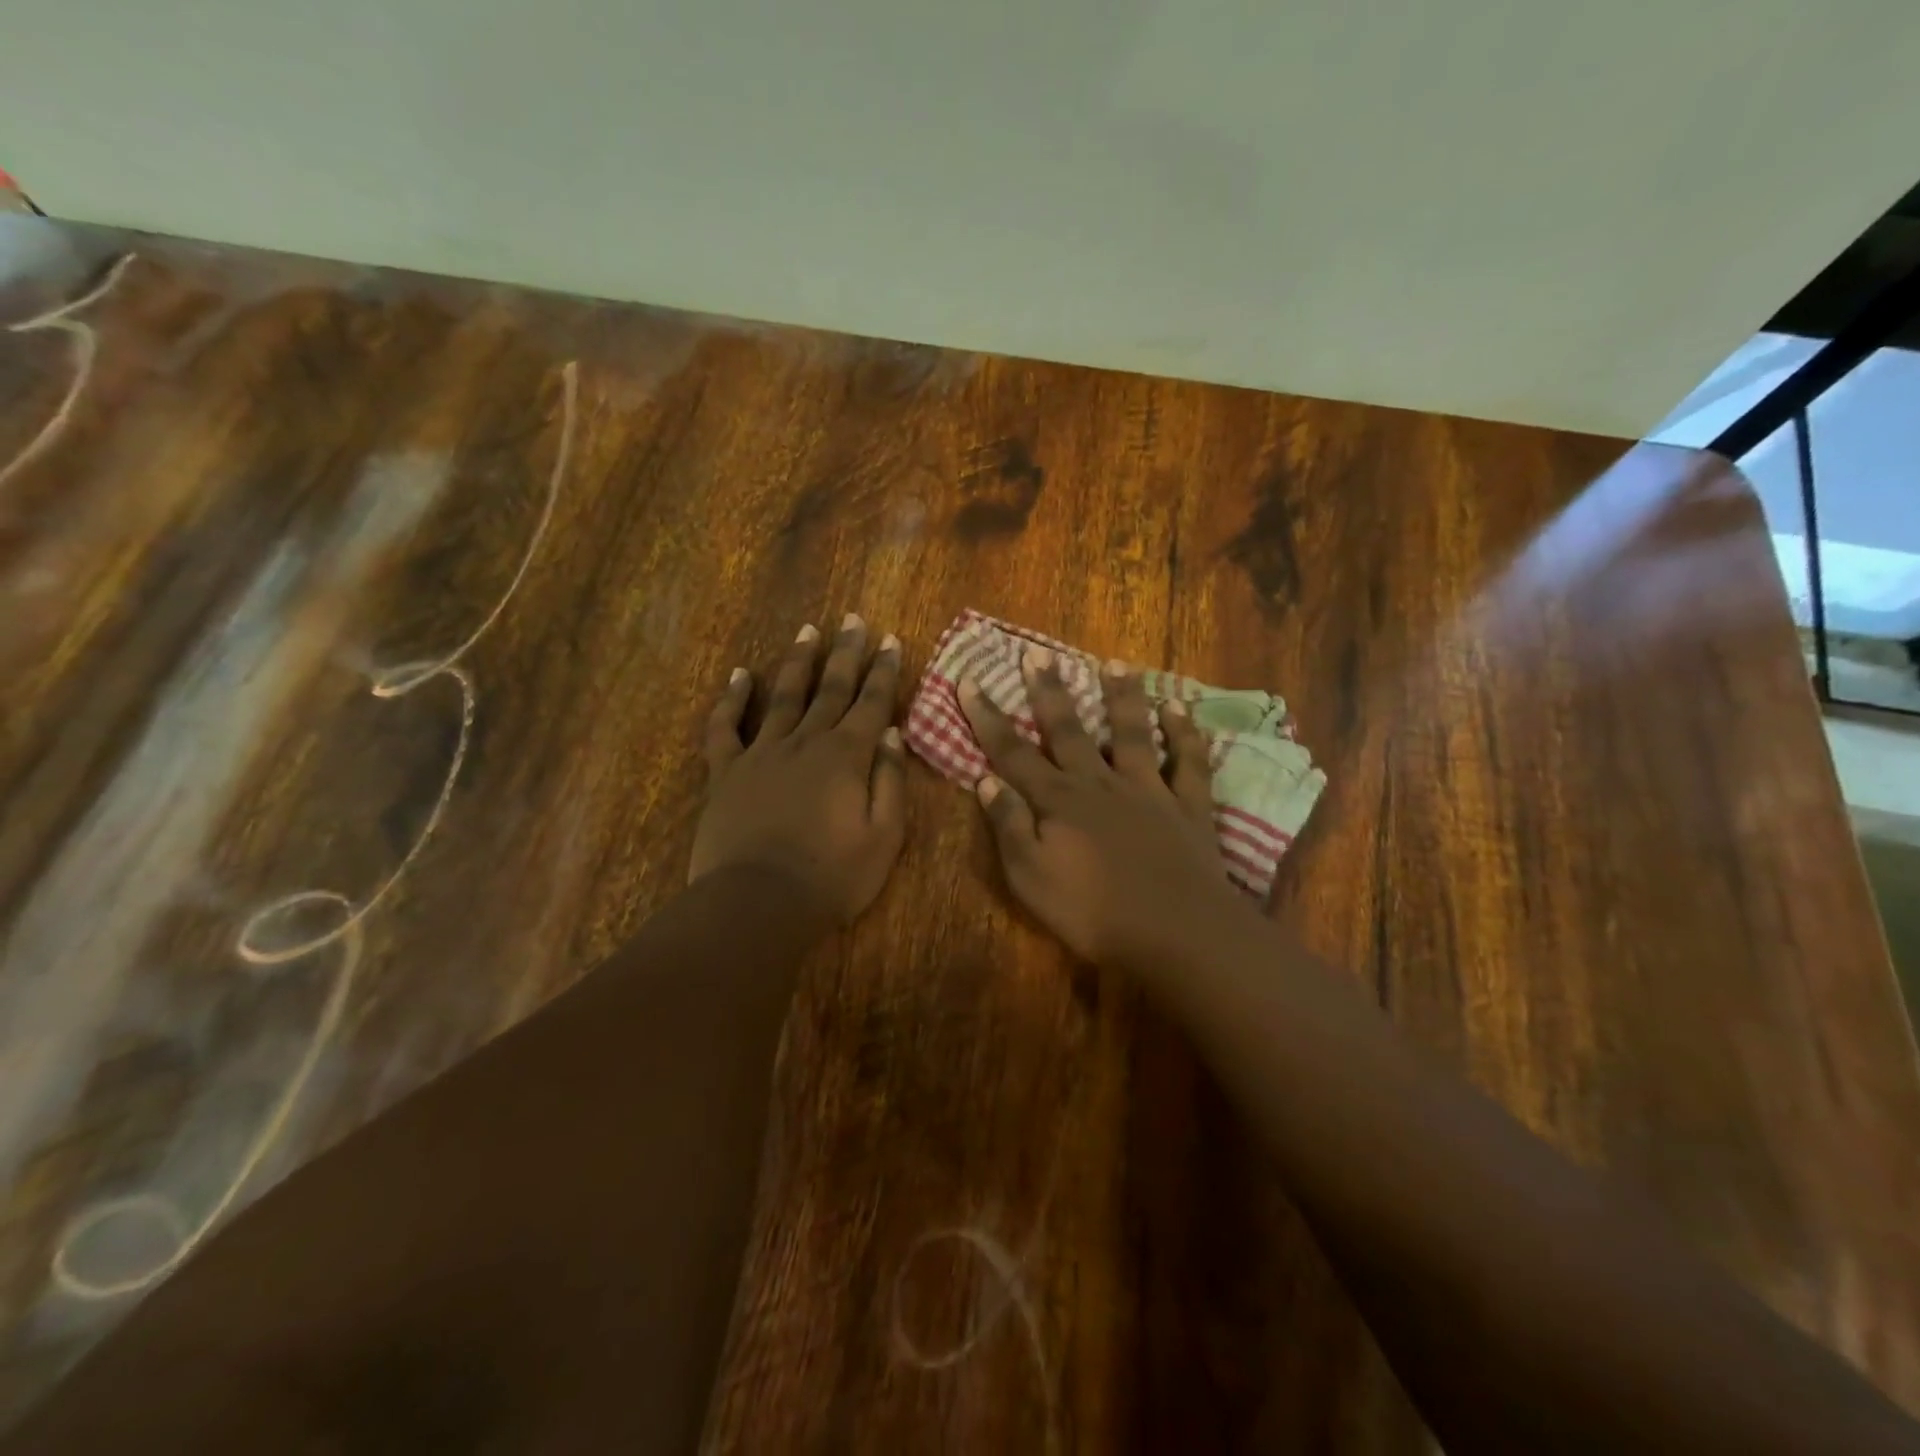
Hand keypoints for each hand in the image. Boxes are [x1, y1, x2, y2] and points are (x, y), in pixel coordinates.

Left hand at [692, 617, 907, 924]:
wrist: (757, 904)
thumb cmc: (831, 877)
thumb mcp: (883, 837)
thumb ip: (890, 781)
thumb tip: (891, 735)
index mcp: (846, 757)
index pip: (871, 703)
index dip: (884, 671)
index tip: (890, 640)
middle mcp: (806, 742)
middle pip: (830, 688)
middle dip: (845, 652)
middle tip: (853, 619)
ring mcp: (762, 753)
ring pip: (784, 696)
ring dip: (797, 662)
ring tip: (808, 632)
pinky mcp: (726, 772)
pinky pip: (725, 727)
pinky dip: (731, 699)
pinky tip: (739, 675)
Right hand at [959, 647, 1243, 969]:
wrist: (1175, 932)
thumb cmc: (1093, 913)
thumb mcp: (1031, 878)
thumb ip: (1009, 827)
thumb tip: (986, 781)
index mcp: (1058, 801)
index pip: (1013, 752)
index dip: (987, 717)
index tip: (968, 679)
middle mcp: (1100, 783)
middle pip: (1068, 730)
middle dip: (1049, 691)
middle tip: (1036, 654)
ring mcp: (1147, 790)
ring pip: (1132, 733)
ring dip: (1122, 697)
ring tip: (1114, 663)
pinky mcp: (1187, 806)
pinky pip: (1188, 762)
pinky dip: (1185, 733)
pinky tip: (1180, 708)